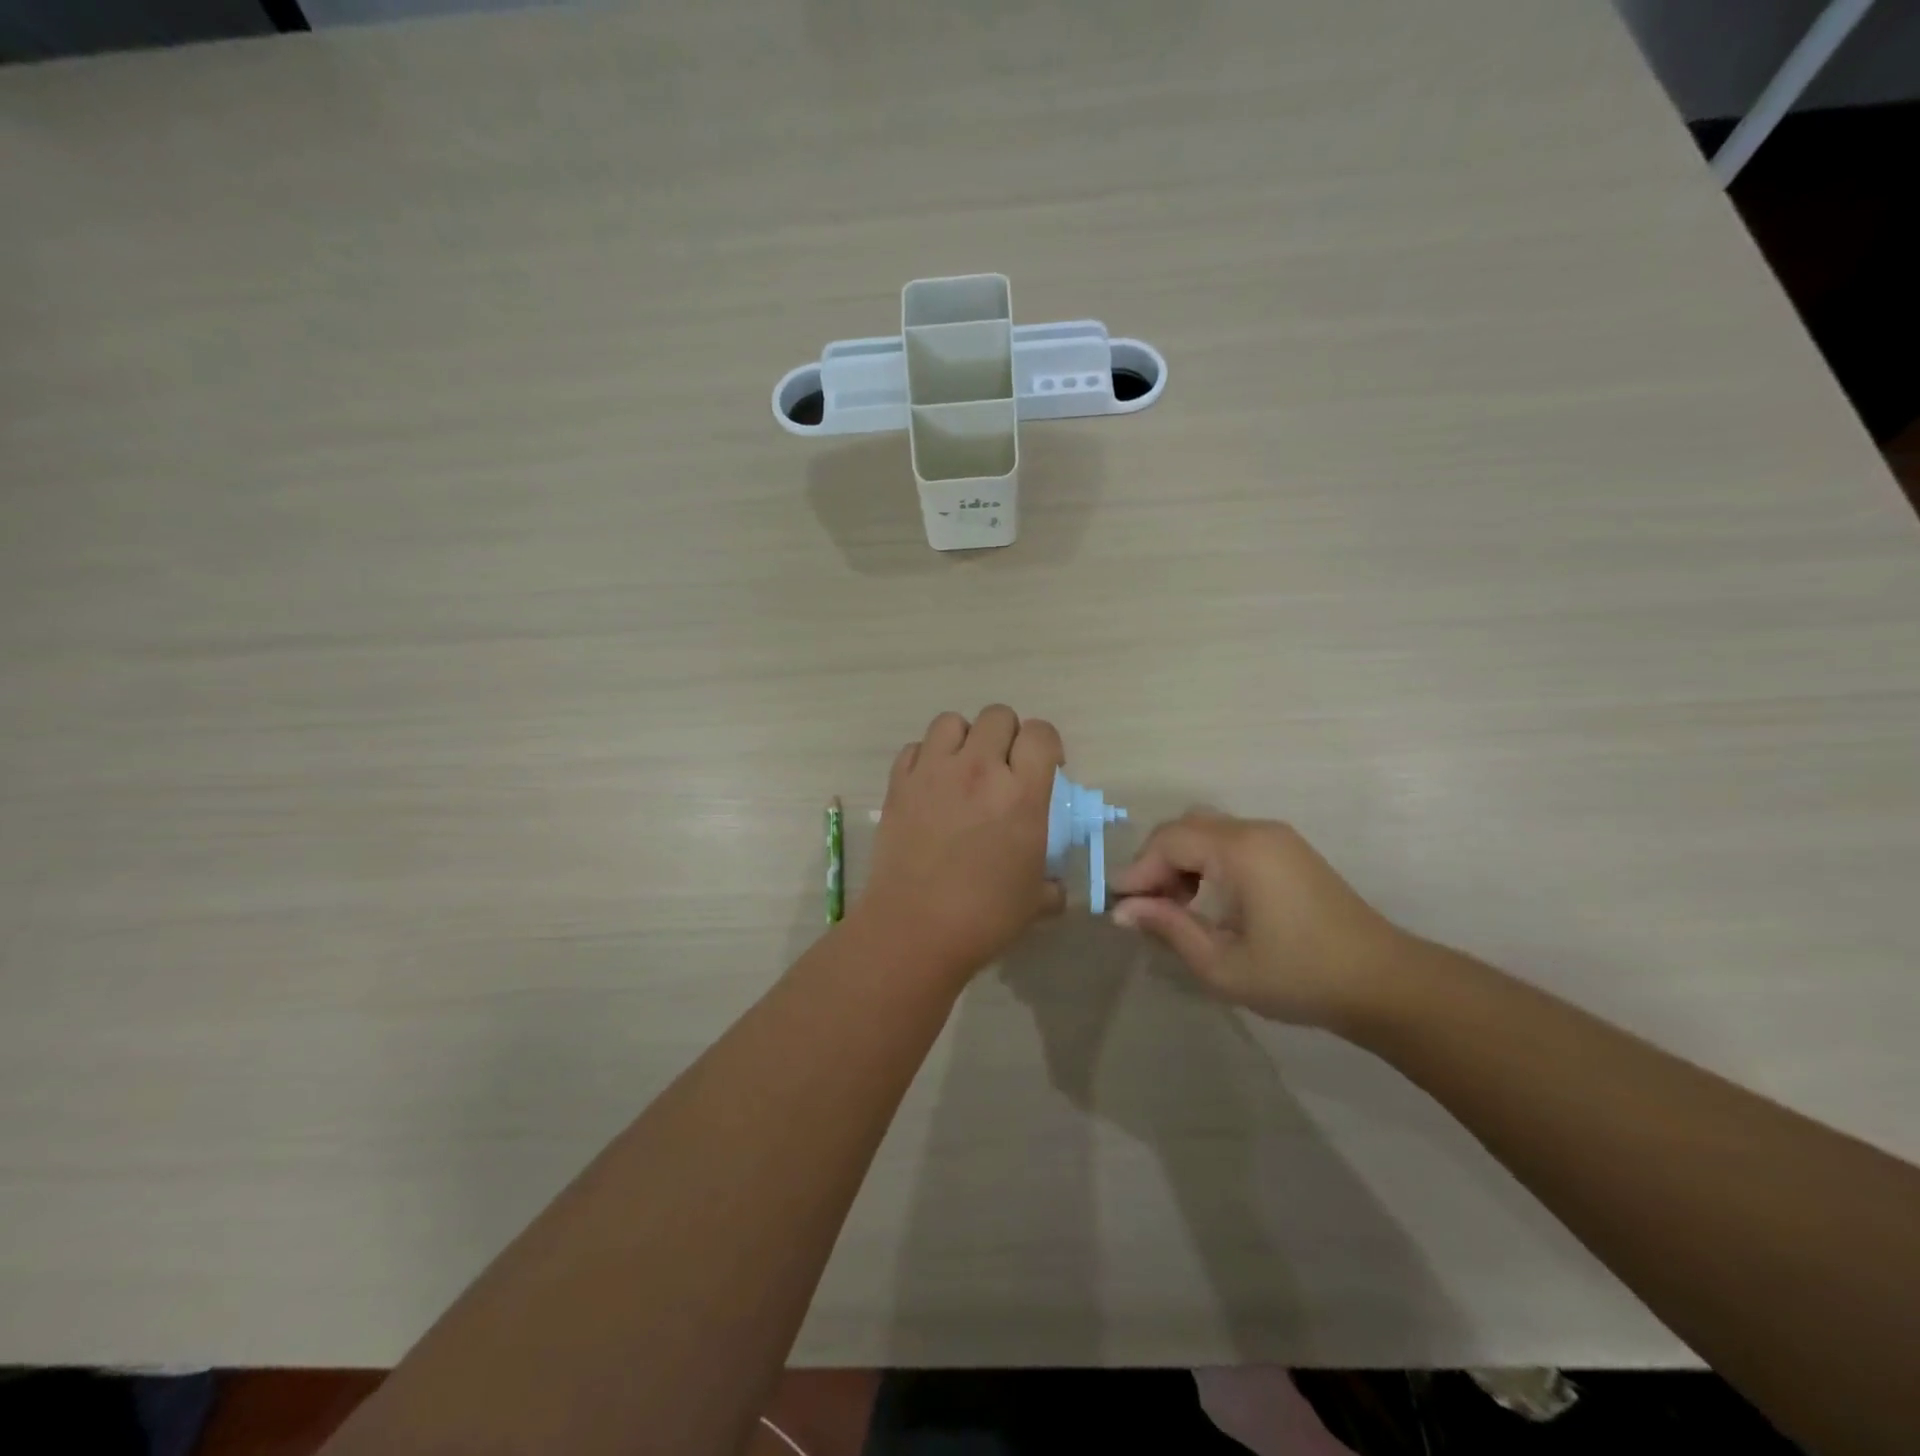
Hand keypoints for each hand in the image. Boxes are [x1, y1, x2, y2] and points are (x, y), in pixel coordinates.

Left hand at [859, 705, 1065, 980]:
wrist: (915, 929)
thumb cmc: (984, 917)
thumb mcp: (1036, 901)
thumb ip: (1053, 885)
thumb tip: (1056, 887)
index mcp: (1021, 793)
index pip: (1041, 733)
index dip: (1047, 744)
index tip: (1045, 767)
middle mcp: (978, 770)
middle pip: (997, 716)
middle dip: (1007, 736)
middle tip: (1003, 768)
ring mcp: (933, 772)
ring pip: (951, 721)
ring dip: (963, 738)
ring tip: (963, 768)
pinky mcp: (898, 784)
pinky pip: (914, 747)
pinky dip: (925, 758)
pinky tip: (930, 785)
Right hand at [1108, 812, 1406, 1027]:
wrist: (1384, 983)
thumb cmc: (1298, 976)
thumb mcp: (1222, 964)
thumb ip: (1168, 928)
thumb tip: (1123, 911)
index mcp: (1240, 850)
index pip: (1168, 841)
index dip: (1137, 871)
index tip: (1118, 906)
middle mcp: (1255, 830)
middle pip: (1184, 828)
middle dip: (1156, 863)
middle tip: (1148, 908)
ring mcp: (1276, 837)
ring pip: (1206, 831)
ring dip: (1181, 861)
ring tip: (1178, 908)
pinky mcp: (1288, 851)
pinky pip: (1230, 840)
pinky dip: (1206, 861)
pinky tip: (1209, 901)